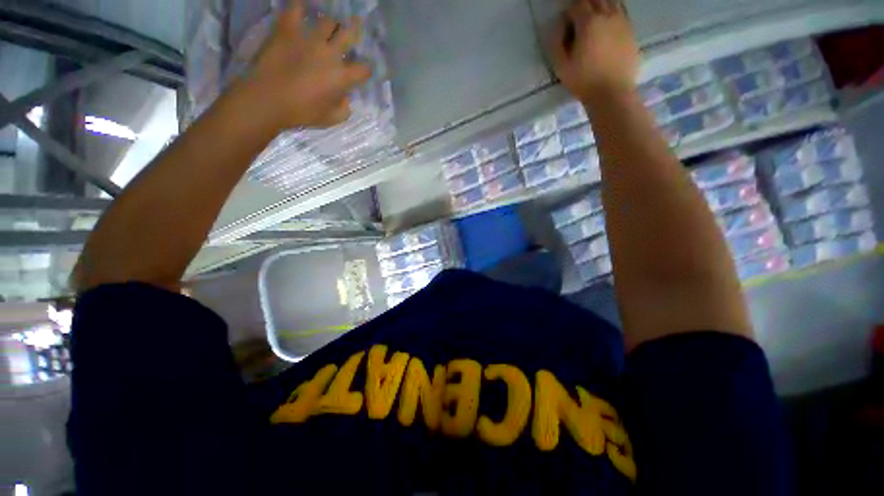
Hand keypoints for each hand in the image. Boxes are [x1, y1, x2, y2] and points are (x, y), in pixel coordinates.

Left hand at [241, 1, 372, 129]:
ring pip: (328, 21)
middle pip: (349, 34)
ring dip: (331, 24)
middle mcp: (330, 53)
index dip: (366, 70)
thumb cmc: (302, 113)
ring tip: (328, 26)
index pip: (364, 69)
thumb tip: (345, 97)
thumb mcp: (331, 119)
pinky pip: (296, 8)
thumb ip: (344, 108)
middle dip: (355, 32)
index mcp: (342, 77)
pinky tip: (304, 5)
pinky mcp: (288, 29)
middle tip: (352, 31)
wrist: (267, 99)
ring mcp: (309, 38)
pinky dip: (301, 5)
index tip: (362, 72)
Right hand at [551, 0, 639, 103]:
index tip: (564, 23)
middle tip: (576, 19)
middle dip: (583, 5)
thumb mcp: (562, 67)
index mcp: (588, 23)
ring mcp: (622, 21)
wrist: (612, 93)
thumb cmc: (583, 81)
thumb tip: (556, 27)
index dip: (567, 12)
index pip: (576, 5)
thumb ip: (556, 44)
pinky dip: (612, 12)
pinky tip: (607, 24)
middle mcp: (607, 15)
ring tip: (592, 19)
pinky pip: (621, 12)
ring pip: (610, 1)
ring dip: (599, 5)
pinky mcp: (631, 30)